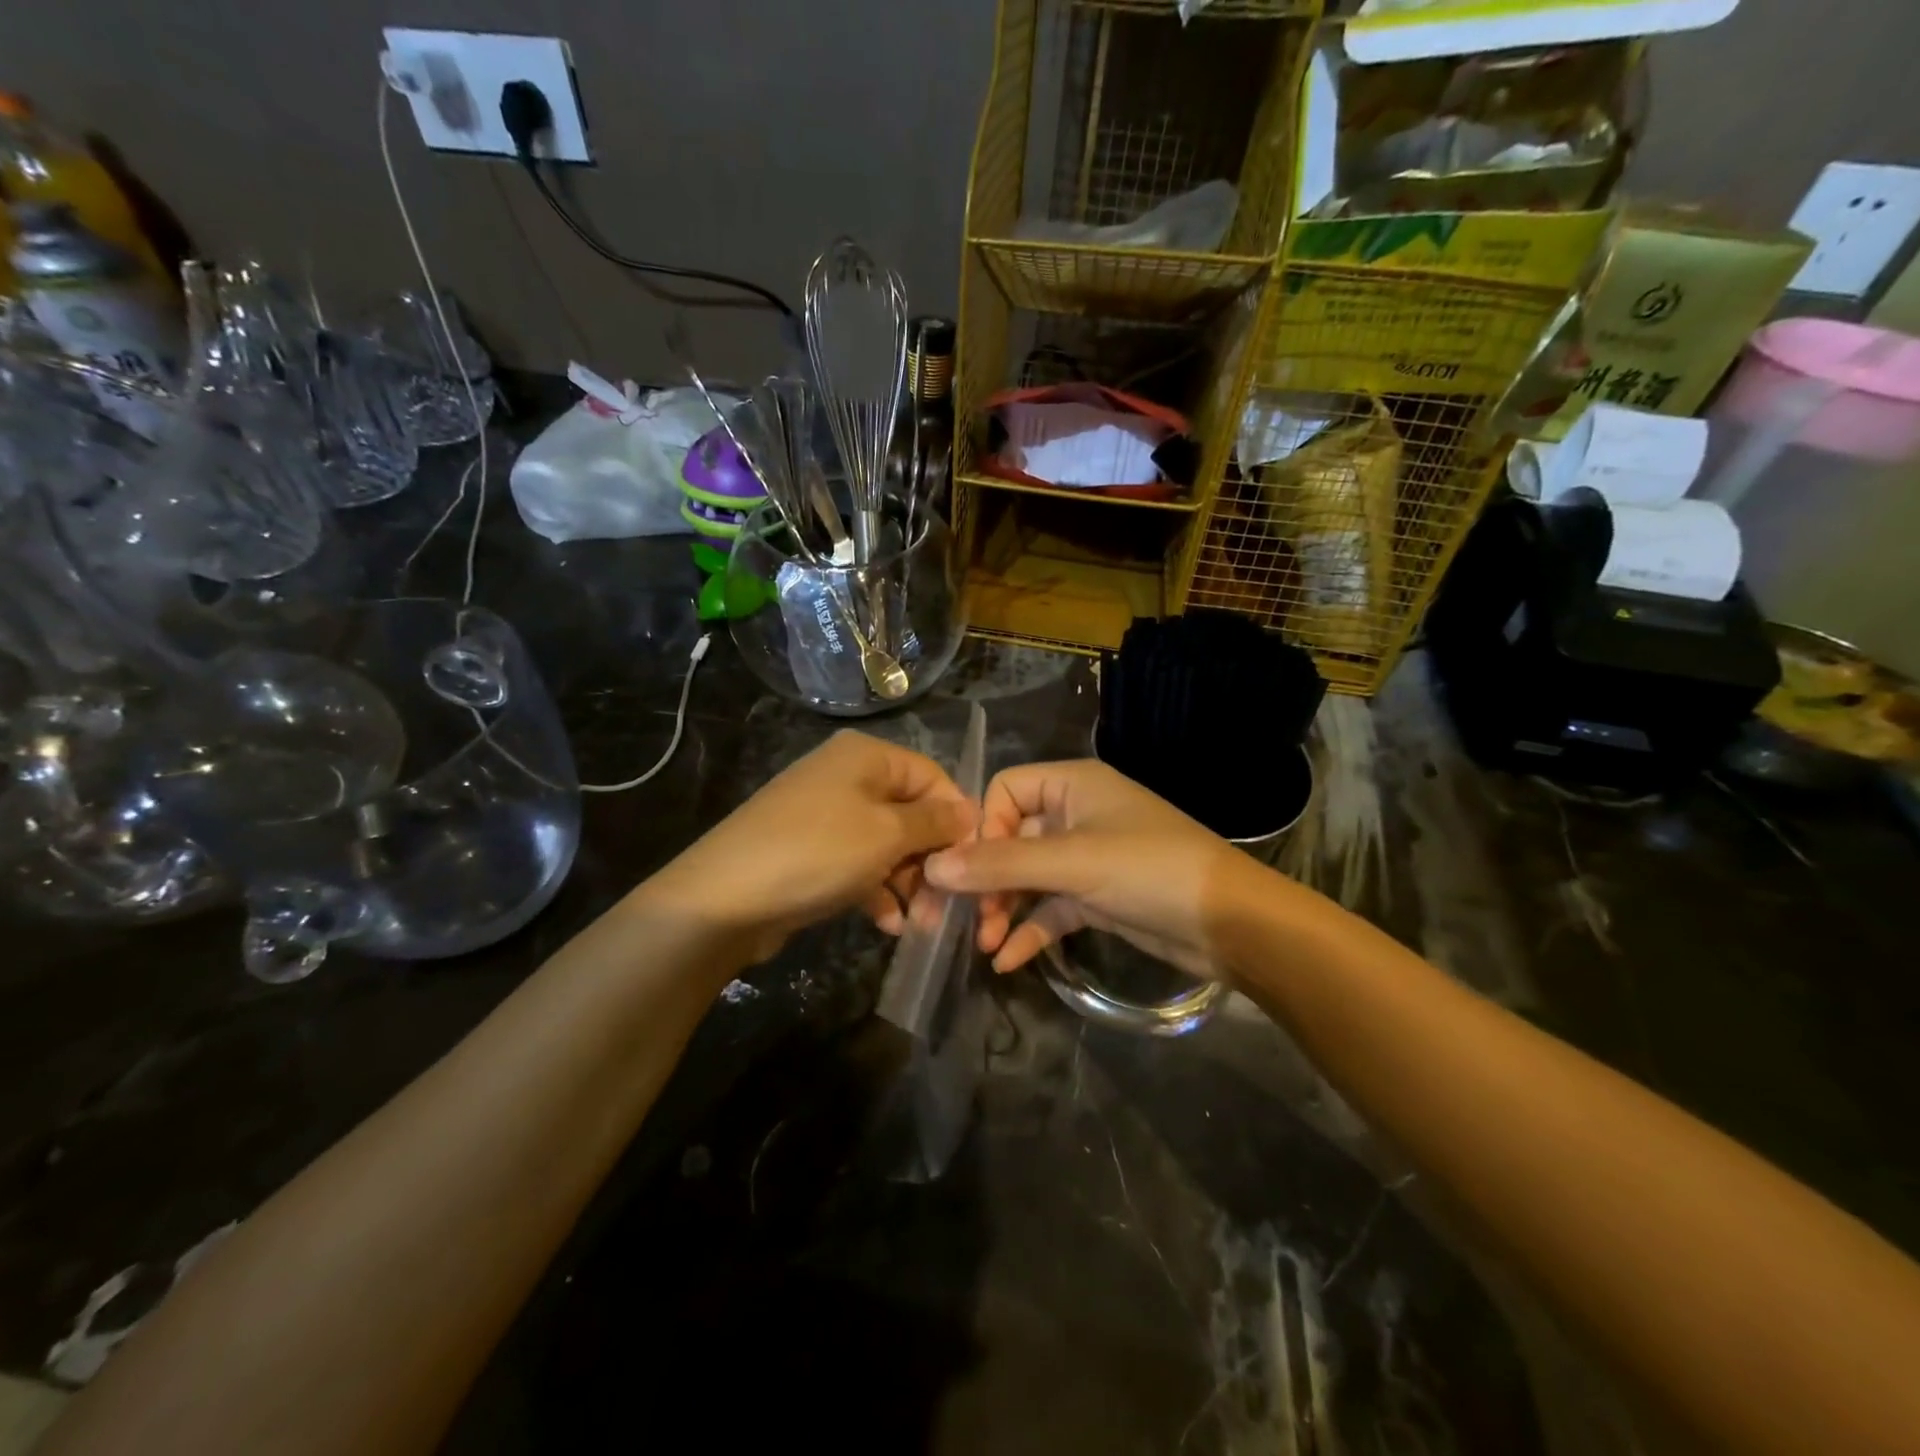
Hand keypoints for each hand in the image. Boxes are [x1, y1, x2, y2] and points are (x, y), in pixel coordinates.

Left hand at [646, 730, 975, 965]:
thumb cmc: (817, 853)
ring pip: (885, 843)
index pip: (932, 776)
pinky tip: (887, 924)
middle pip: (909, 811)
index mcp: (865, 756)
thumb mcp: (886, 835)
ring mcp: (823, 814)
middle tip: (948, 901)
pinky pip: (857, 863)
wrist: (722, 899)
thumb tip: (970, 812)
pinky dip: (876, 889)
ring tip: (921, 922)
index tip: (974, 858)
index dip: (956, 816)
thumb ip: (934, 822)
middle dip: (931, 857)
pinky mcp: (808, 850)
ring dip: (907, 881)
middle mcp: (845, 775)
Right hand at [921, 759, 1261, 978]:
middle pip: (1011, 838)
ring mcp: (1088, 858)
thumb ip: (1002, 864)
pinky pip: (1052, 908)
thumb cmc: (1150, 870)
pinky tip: (1008, 962)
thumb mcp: (1073, 863)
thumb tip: (934, 867)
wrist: (1231, 924)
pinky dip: (1030, 930)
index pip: (1005, 791)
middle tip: (962, 918)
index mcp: (1073, 785)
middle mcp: (1076, 814)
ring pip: (1028, 877)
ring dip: (1004, 908)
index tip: (972, 870)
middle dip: (986, 879)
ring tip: (985, 944)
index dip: (983, 827)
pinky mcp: (1099, 896)